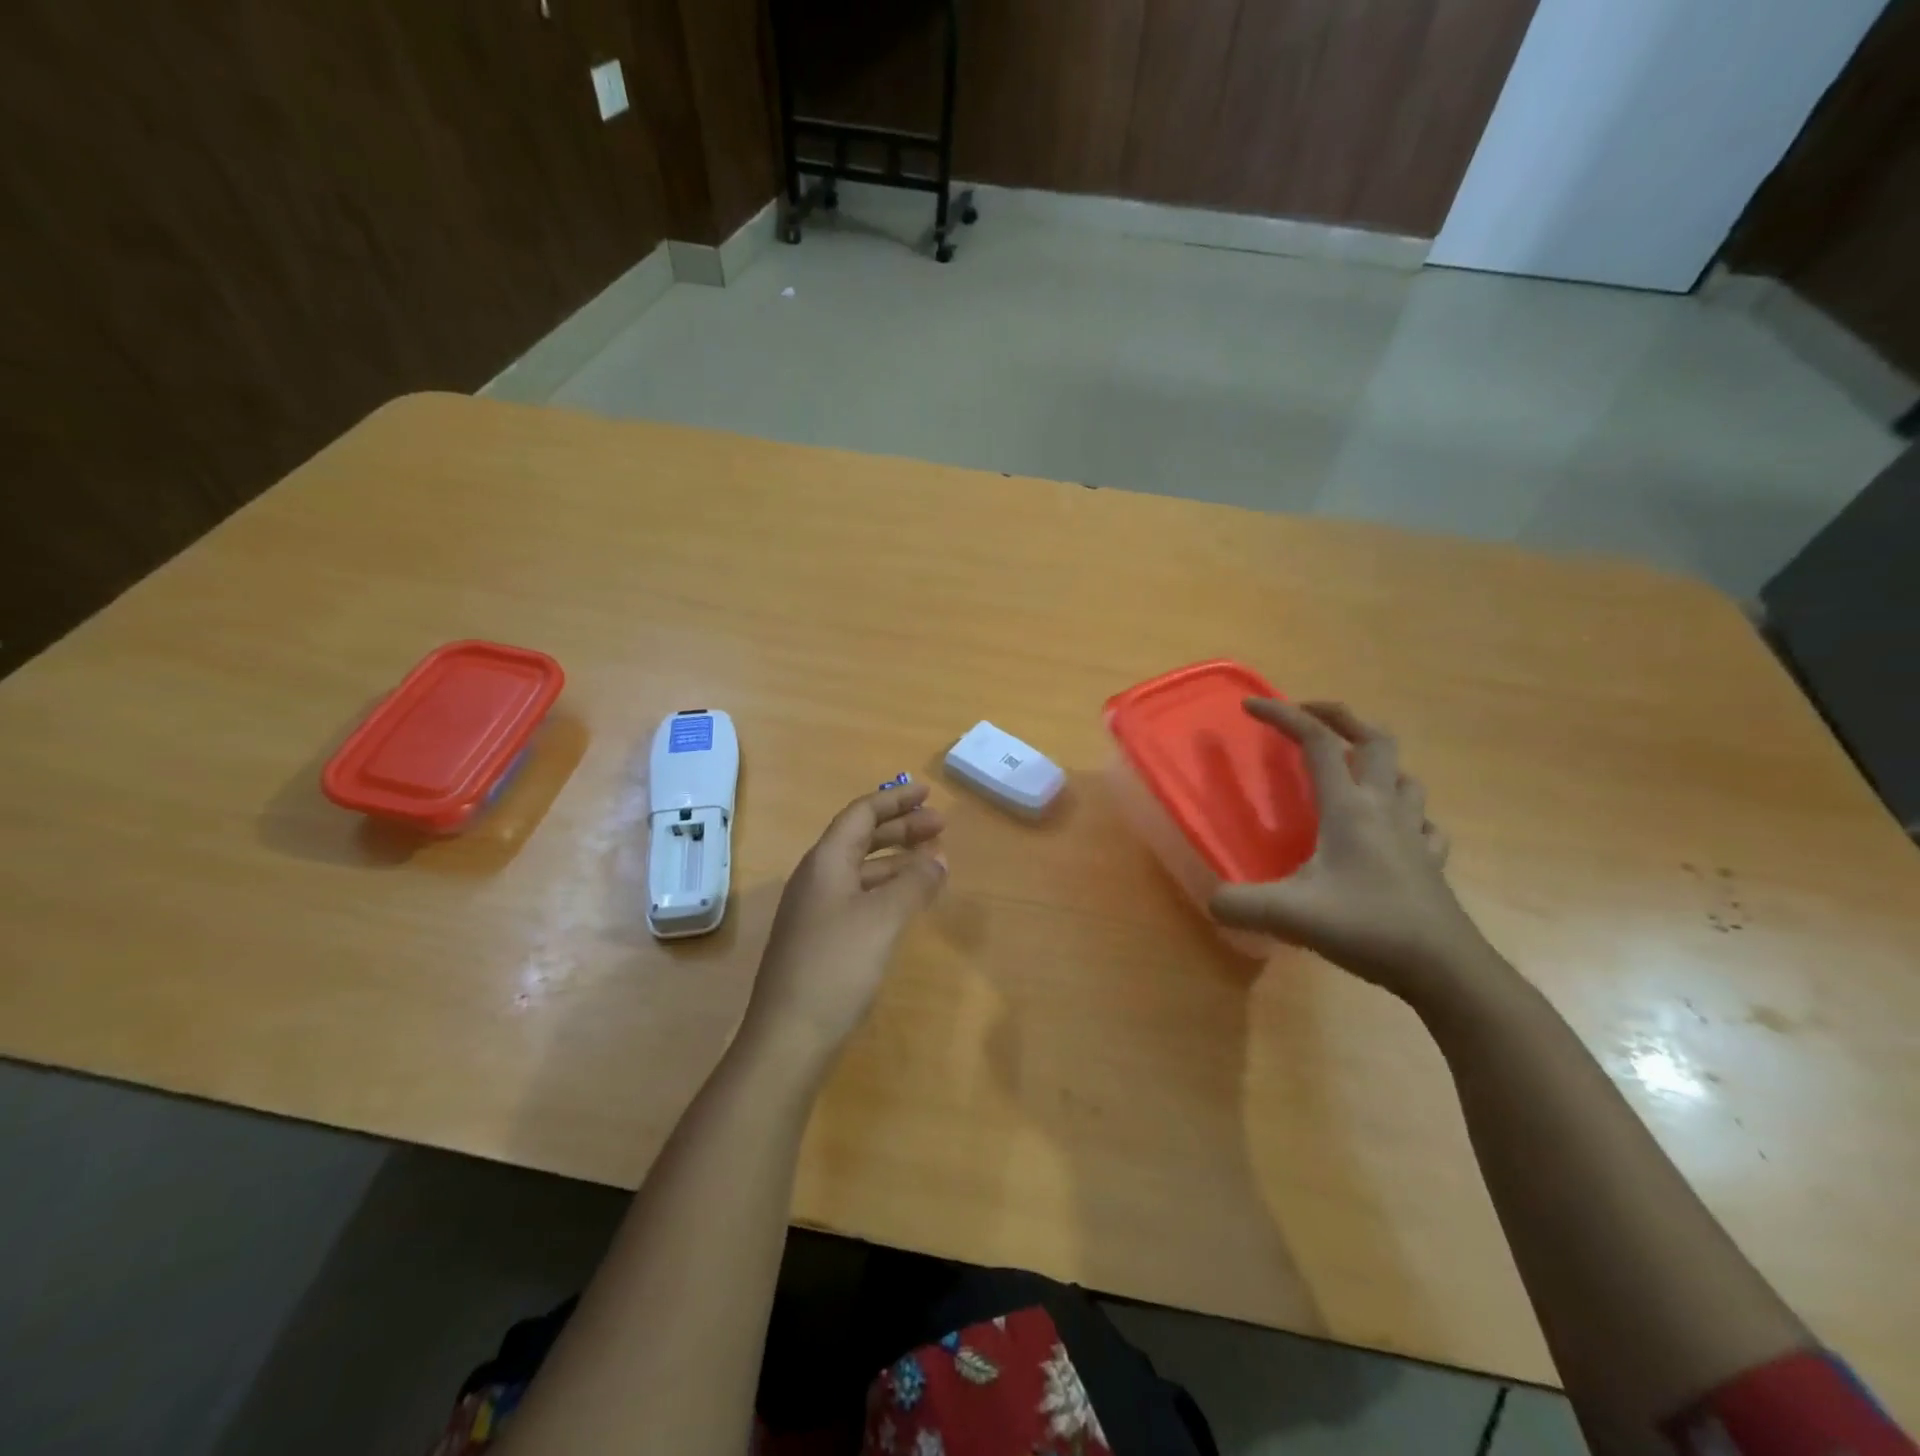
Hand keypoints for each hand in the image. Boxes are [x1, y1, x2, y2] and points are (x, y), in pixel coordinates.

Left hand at [744, 782, 946, 1061]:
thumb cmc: (837, 965)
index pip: (861, 814)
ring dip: (896, 860)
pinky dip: (887, 889)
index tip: (927, 792)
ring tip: (934, 862)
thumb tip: (939, 860)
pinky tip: (907, 902)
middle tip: (940, 826)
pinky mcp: (820, 938)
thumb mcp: (883, 918)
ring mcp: (815, 910)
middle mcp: (817, 878)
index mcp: (825, 861)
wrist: (789, 1036)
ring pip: (861, 869)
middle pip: (860, 838)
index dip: (895, 800)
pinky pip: (859, 896)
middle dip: (901, 828)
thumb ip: (914, 883)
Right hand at [1209, 701, 1493, 1009]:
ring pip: (1402, 775)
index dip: (1283, 716)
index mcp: (1350, 808)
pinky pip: (1421, 819)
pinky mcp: (1430, 862)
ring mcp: (1414, 834)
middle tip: (1310, 716)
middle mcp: (1384, 809)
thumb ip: (1239, 904)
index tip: (1250, 706)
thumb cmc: (1369, 929)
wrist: (1446, 970)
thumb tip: (1212, 901)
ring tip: (1349, 766)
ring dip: (1375, 758)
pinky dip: (1404, 809)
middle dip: (1340, 717)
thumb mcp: (1290, 916)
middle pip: (1374, 740)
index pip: (1317, 742)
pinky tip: (1393, 826)